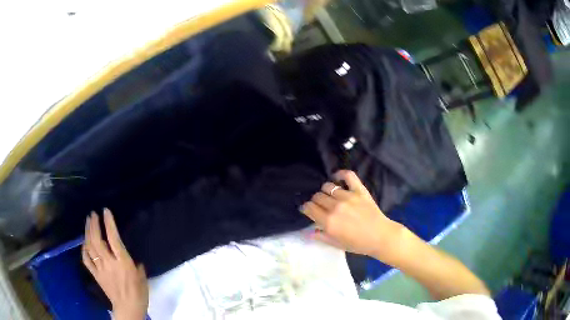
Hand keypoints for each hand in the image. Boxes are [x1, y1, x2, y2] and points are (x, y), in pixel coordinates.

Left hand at [82, 209, 147, 319]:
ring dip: (87, 233)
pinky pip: (86, 260)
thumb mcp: (142, 277)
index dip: (108, 223)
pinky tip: (84, 243)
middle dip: (93, 225)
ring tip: (87, 222)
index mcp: (123, 262)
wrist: (128, 309)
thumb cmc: (139, 293)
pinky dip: (84, 250)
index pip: (113, 238)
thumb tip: (133, 259)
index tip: (105, 211)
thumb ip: (136, 265)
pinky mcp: (96, 275)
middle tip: (92, 214)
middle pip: (97, 240)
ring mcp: (100, 269)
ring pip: (90, 247)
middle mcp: (109, 263)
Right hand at [301, 170, 405, 261]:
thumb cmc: (358, 244)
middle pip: (317, 196)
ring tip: (330, 196)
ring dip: (325, 191)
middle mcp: (335, 207)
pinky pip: (347, 175)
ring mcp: (347, 197)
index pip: (309, 208)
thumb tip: (308, 232)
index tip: (308, 210)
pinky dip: (340, 174)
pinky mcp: (359, 190)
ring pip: (327, 186)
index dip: (306, 208)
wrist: (381, 237)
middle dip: (315, 201)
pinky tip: (337, 177)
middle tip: (321, 206)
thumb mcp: (337, 244)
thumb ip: (321, 236)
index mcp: (328, 222)